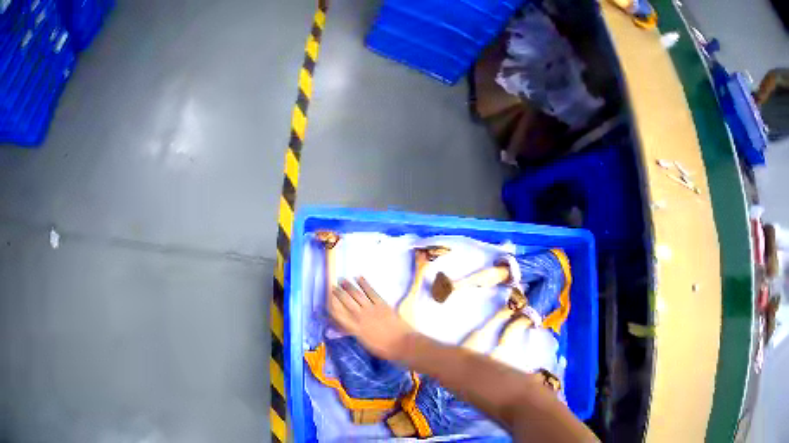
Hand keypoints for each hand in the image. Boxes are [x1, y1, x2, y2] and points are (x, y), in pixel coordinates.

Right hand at [328, 277, 415, 360]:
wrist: (402, 344)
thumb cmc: (384, 349)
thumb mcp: (365, 344)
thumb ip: (354, 333)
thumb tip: (346, 326)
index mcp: (355, 329)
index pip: (339, 315)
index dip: (332, 306)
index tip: (327, 300)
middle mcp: (360, 316)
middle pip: (346, 302)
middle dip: (338, 293)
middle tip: (333, 286)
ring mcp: (371, 309)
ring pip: (357, 295)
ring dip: (348, 286)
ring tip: (342, 280)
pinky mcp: (382, 304)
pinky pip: (371, 291)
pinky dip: (364, 284)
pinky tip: (359, 278)